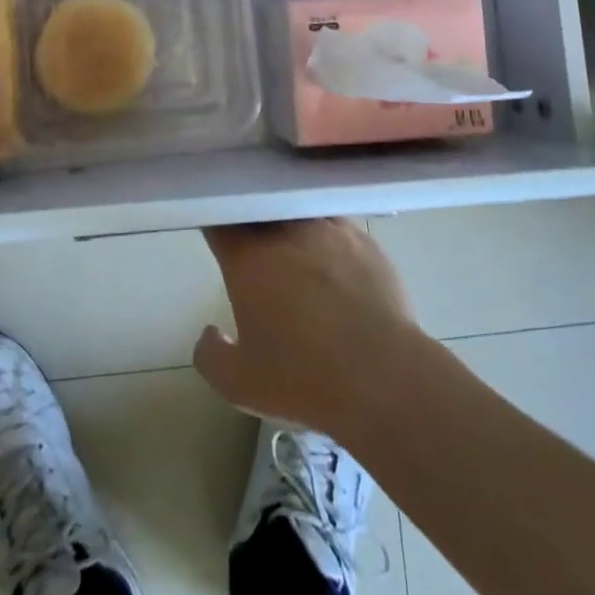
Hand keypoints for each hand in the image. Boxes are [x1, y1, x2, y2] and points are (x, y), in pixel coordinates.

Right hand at [194, 219, 422, 434]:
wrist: (384, 377)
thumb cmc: (304, 379)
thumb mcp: (240, 385)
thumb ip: (211, 356)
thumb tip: (210, 333)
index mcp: (247, 258)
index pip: (220, 221)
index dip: (215, 223)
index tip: (218, 236)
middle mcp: (284, 232)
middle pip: (259, 209)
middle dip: (251, 222)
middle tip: (254, 246)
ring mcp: (327, 229)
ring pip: (298, 212)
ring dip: (290, 226)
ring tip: (296, 251)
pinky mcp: (363, 240)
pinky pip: (335, 226)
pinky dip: (328, 238)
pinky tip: (335, 263)